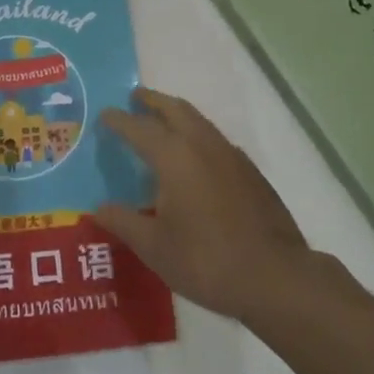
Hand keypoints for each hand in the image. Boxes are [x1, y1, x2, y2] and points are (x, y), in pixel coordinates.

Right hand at [97, 89, 309, 321]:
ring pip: (198, 120)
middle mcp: (202, 144)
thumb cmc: (206, 260)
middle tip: (135, 98)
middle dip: (152, 101)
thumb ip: (123, 222)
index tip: (105, 114)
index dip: (119, 120)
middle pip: (174, 109)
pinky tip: (195, 156)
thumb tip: (98, 208)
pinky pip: (215, 139)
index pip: (139, 128)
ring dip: (176, 113)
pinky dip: (197, 134)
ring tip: (162, 120)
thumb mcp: (154, 247)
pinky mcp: (250, 171)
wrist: (274, 276)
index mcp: (174, 157)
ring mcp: (230, 155)